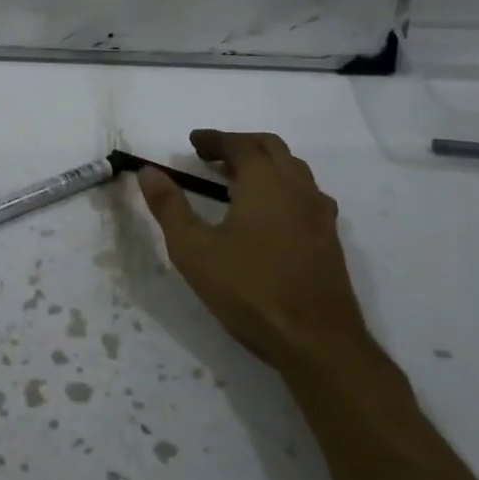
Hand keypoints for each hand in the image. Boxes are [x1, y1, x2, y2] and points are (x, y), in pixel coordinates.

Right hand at [136, 130, 369, 366]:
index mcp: (265, 183)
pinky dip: (282, 187)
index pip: (240, 145)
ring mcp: (320, 214)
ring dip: (265, 164)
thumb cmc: (248, 289)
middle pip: (272, 148)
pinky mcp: (330, 239)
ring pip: (294, 170)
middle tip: (212, 156)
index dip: (215, 139)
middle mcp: (298, 188)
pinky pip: (306, 195)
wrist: (316, 340)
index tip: (194, 141)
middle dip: (240, 145)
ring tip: (237, 181)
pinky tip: (268, 214)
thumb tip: (148, 171)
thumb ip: (169, 206)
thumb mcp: (193, 249)